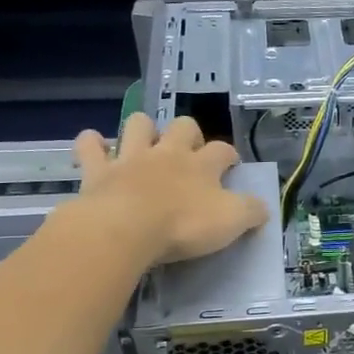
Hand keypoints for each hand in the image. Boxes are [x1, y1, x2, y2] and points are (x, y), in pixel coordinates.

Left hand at [72, 114, 268, 267]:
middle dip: (188, 133)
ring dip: (142, 129)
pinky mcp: (98, 171)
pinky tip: (94, 147)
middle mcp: (168, 153)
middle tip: (189, 153)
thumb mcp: (231, 222)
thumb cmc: (184, 225)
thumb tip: (263, 207)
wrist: (126, 229)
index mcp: (202, 165)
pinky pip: (90, 147)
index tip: (232, 166)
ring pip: (138, 124)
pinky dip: (92, 144)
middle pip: (183, 126)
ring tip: (144, 143)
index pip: (224, 150)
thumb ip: (251, 212)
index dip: (230, 156)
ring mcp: (131, 158)